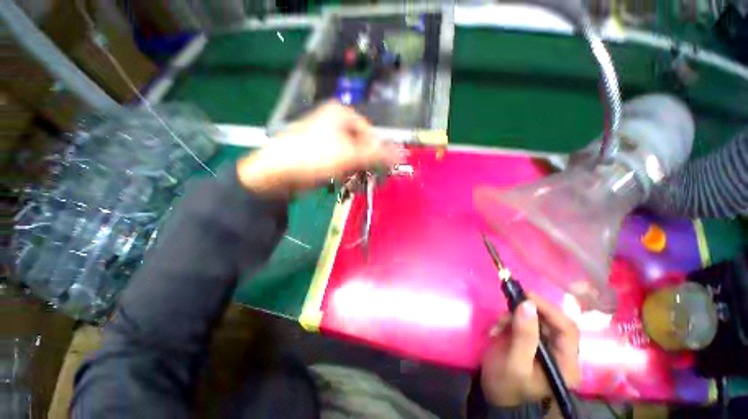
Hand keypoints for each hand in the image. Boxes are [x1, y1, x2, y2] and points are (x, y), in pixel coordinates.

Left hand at [237, 102, 399, 195]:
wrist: (278, 172)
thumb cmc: (316, 157)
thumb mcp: (351, 155)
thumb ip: (378, 155)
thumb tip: (403, 155)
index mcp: (342, 114)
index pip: (371, 133)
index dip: (378, 152)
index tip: (381, 169)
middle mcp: (335, 123)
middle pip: (361, 144)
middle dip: (366, 163)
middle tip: (368, 177)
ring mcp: (326, 138)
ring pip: (352, 155)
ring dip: (356, 170)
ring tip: (354, 181)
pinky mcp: (320, 153)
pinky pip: (341, 162)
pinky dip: (345, 172)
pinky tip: (343, 181)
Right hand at [481, 294, 580, 406]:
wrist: (494, 397)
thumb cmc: (507, 385)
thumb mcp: (514, 362)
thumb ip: (524, 335)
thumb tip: (527, 303)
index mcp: (565, 363)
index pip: (567, 328)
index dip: (548, 309)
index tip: (525, 296)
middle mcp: (560, 353)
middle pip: (550, 321)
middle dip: (526, 312)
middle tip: (506, 306)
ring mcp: (544, 347)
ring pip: (534, 319)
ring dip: (513, 316)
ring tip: (497, 325)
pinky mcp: (531, 342)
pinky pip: (523, 323)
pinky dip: (508, 321)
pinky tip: (497, 329)